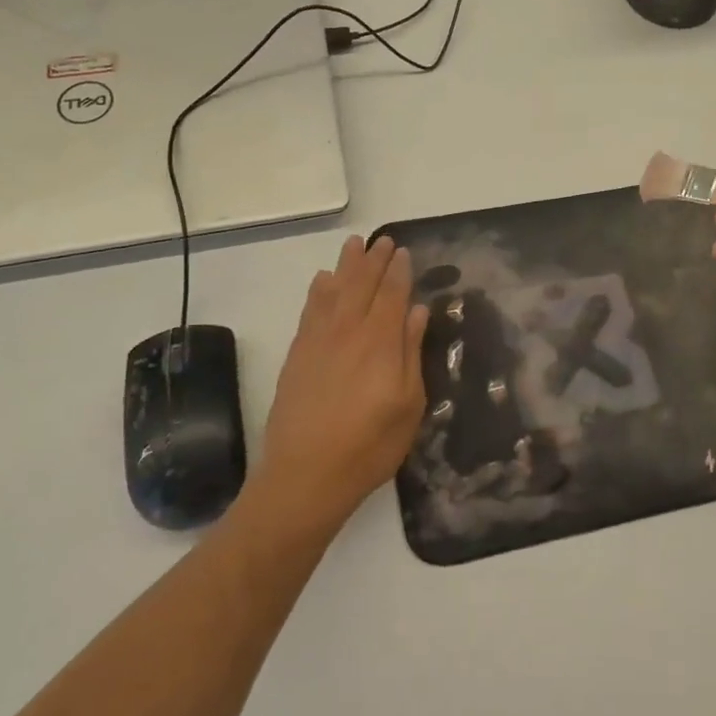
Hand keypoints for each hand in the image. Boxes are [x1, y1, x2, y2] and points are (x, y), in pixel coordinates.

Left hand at [254, 235, 429, 531]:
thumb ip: (411, 353)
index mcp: (381, 342)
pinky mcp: (298, 354)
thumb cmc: (370, 445)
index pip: (392, 295)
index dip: (399, 271)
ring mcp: (319, 340)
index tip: (403, 252)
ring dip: (346, 265)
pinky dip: (318, 291)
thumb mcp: (409, 404)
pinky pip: (309, 310)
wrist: (305, 475)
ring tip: (354, 245)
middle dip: (374, 260)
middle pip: (362, 285)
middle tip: (383, 240)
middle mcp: (349, 331)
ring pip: (334, 290)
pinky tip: (322, 280)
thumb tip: (417, 312)